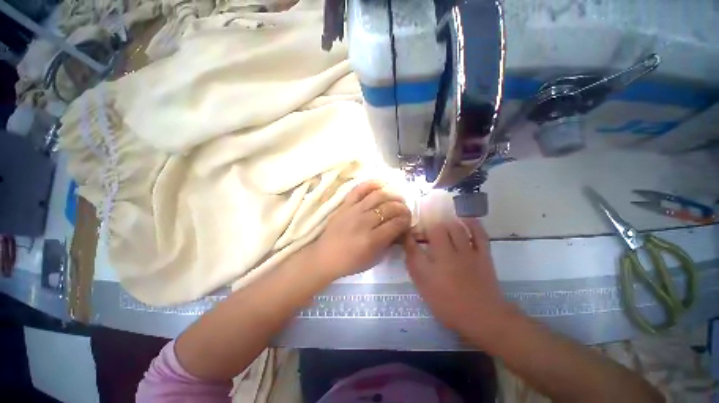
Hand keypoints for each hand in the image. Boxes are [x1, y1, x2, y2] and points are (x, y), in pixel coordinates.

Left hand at [311, 180, 411, 279]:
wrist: (325, 257)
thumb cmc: (351, 262)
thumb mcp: (374, 259)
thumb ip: (389, 242)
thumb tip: (400, 228)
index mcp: (372, 240)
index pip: (396, 224)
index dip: (406, 221)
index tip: (408, 221)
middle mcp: (364, 222)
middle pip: (389, 208)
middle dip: (402, 208)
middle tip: (405, 210)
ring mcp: (353, 211)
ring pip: (378, 196)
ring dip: (392, 195)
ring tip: (398, 197)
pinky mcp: (345, 205)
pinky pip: (359, 189)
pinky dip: (372, 183)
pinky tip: (382, 184)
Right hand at [403, 217, 513, 333]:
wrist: (484, 318)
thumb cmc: (449, 305)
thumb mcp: (425, 288)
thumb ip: (414, 265)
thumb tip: (407, 246)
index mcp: (432, 265)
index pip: (415, 244)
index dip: (409, 235)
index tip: (406, 232)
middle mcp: (449, 254)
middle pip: (437, 230)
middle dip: (428, 226)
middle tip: (425, 230)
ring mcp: (468, 252)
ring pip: (455, 228)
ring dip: (446, 222)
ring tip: (441, 223)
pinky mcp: (483, 254)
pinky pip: (479, 233)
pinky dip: (472, 223)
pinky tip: (465, 219)